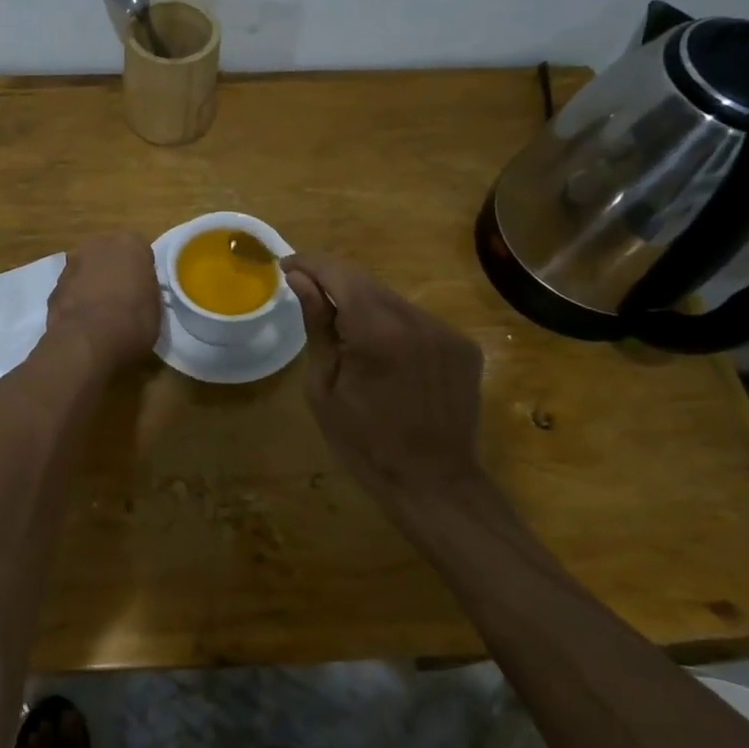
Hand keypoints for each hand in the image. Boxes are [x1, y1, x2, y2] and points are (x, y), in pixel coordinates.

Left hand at [47, 231, 161, 371]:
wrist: (88, 341)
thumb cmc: (133, 321)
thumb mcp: (155, 307)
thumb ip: (145, 290)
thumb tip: (137, 294)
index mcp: (130, 243)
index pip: (140, 253)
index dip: (141, 274)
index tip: (142, 292)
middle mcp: (98, 244)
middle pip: (109, 255)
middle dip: (113, 272)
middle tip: (121, 299)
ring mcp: (72, 263)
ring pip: (87, 270)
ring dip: (91, 284)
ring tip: (100, 314)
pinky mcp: (53, 286)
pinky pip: (71, 290)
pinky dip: (76, 300)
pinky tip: (83, 322)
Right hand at [283, 252, 488, 516]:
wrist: (435, 483)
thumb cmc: (364, 443)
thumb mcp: (324, 387)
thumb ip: (317, 325)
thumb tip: (298, 278)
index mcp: (376, 331)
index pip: (338, 273)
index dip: (309, 264)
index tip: (286, 266)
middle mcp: (416, 319)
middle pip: (366, 282)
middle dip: (334, 282)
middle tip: (308, 296)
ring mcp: (445, 331)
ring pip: (392, 300)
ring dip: (365, 305)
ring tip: (346, 333)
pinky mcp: (463, 345)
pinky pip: (417, 320)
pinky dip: (393, 325)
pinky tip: (385, 355)